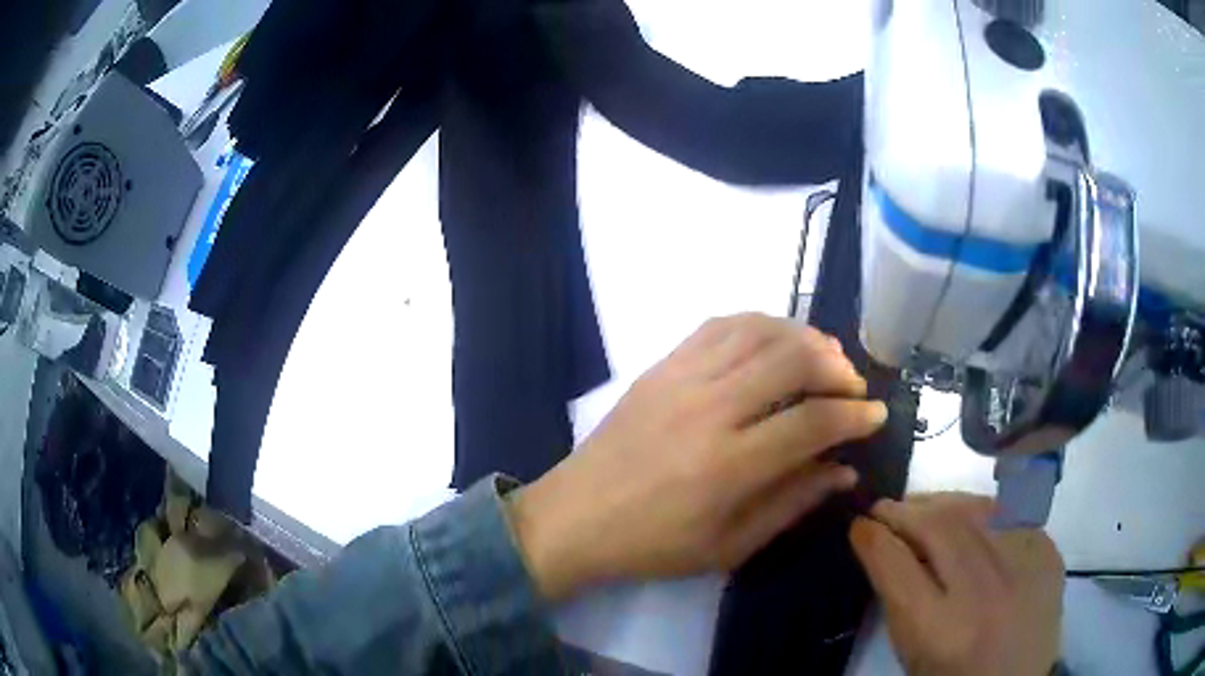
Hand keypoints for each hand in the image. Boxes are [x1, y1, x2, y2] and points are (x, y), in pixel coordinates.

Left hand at [508, 313, 886, 601]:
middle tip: (852, 386)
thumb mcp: (728, 547)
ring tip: (823, 357)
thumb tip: (845, 470)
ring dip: (802, 336)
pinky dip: (759, 323)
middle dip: (838, 366)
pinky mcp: (661, 365)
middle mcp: (709, 409)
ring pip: (760, 330)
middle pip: (794, 358)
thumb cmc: (653, 545)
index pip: (814, 421)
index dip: (856, 415)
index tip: (876, 415)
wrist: (575, 518)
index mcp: (728, 465)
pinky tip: (774, 340)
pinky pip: (719, 324)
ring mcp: (681, 378)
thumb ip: (792, 504)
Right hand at [850, 494, 1063, 675]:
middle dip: (902, 511)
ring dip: (938, 502)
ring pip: (973, 510)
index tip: (858, 525)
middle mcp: (983, 593)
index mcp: (940, 631)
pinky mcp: (1047, 550)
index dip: (871, 538)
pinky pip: (1006, 513)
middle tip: (884, 508)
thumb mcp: (913, 653)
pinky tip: (966, 516)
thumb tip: (882, 542)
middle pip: (936, 528)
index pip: (896, 565)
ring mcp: (1022, 566)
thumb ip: (898, 599)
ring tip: (921, 505)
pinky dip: (978, 510)